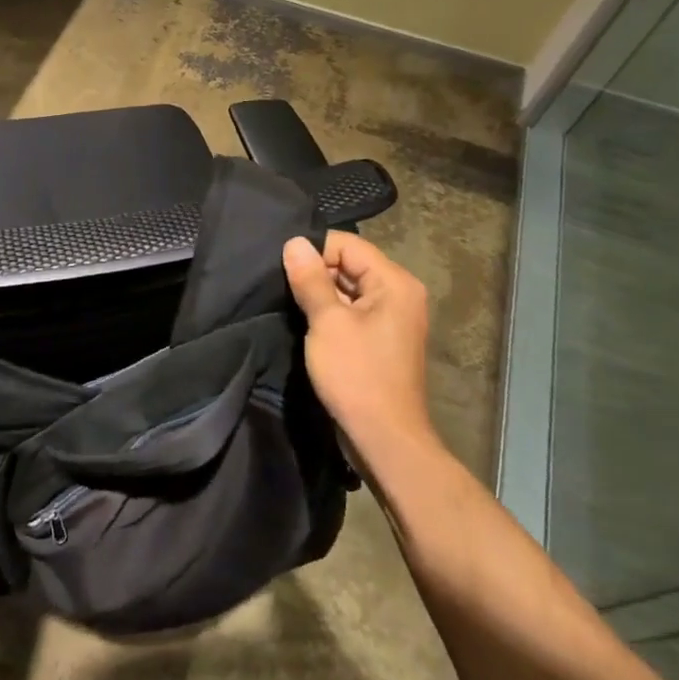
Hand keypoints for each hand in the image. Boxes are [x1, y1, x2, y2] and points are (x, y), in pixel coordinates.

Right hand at [282, 233, 439, 469]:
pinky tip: (305, 322)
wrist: (384, 437)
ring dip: (320, 294)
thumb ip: (310, 279)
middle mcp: (400, 293)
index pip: (348, 245)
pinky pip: (353, 312)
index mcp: (394, 282)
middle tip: (279, 284)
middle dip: (315, 272)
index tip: (281, 266)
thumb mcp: (327, 322)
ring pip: (349, 289)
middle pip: (350, 265)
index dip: (314, 250)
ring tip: (287, 302)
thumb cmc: (356, 375)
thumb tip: (294, 242)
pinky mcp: (382, 340)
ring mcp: (393, 318)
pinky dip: (330, 313)